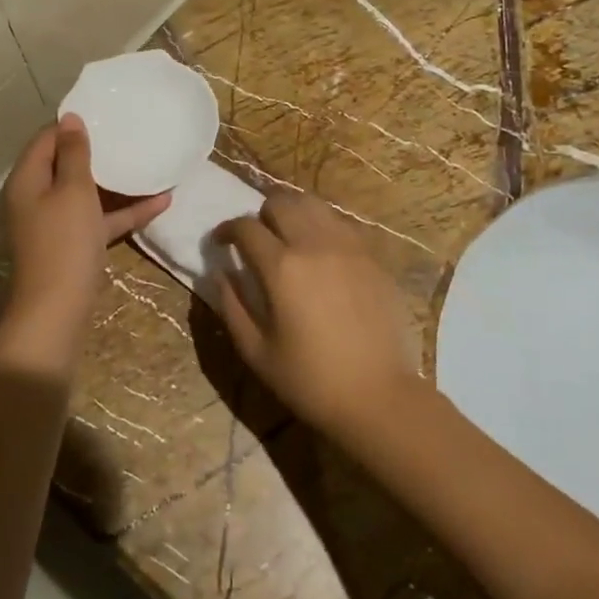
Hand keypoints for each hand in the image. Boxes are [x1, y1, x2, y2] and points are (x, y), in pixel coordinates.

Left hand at [0, 116, 170, 357]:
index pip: (46, 138)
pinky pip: (100, 219)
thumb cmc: (64, 242)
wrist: (57, 311)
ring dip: (117, 181)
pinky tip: (162, 202)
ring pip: (87, 192)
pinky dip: (125, 210)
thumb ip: (73, 153)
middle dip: (98, 151)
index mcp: (28, 179)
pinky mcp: (74, 245)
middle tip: (129, 133)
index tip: (105, 112)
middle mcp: (37, 197)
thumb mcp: (73, 190)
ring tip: (148, 162)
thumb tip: (69, 118)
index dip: (72, 124)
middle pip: (66, 165)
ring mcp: (56, 223)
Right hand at [215, 190, 428, 442]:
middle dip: (260, 215)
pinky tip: (322, 252)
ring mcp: (349, 245)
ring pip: (313, 204)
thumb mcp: (256, 351)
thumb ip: (231, 305)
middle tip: (257, 239)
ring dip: (293, 213)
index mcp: (281, 267)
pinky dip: (323, 226)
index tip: (220, 242)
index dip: (226, 230)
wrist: (378, 396)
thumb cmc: (310, 380)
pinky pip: (341, 223)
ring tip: (289, 238)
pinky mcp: (373, 255)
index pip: (245, 227)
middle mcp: (314, 244)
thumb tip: (221, 272)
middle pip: (280, 202)